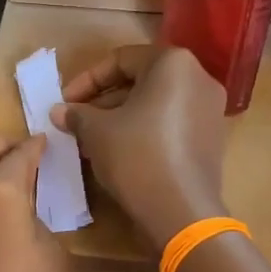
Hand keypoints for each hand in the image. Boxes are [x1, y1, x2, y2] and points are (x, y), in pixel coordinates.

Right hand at [51, 46, 229, 250]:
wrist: (180, 212)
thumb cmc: (136, 157)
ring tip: (92, 140)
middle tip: (77, 122)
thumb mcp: (96, 132)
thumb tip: (59, 111)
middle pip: (141, 80)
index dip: (86, 80)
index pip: (121, 60)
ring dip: (121, 117)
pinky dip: (144, 131)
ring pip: (155, 104)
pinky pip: (171, 123)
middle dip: (104, 100)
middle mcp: (198, 79)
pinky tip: (119, 152)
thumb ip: (77, 114)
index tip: (64, 102)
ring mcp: (210, 110)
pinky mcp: (211, 139)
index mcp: (173, 63)